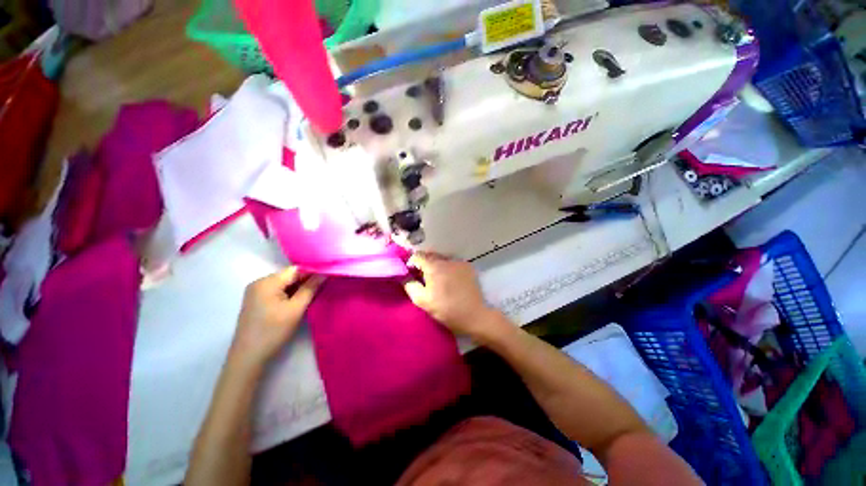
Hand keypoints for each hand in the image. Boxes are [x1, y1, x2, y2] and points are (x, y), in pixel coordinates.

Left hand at [231, 267, 324, 366]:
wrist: (248, 357)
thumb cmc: (273, 331)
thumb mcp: (296, 309)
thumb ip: (310, 289)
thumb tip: (324, 273)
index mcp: (267, 282)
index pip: (295, 270)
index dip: (313, 272)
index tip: (328, 276)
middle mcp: (259, 282)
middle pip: (289, 276)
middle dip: (306, 281)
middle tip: (323, 286)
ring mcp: (256, 292)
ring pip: (284, 284)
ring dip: (299, 288)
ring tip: (314, 294)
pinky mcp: (257, 301)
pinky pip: (278, 291)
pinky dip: (290, 294)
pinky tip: (299, 301)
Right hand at [403, 253, 499, 336]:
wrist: (474, 315)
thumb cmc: (445, 309)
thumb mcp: (422, 300)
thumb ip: (410, 285)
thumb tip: (404, 274)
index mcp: (434, 266)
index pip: (417, 256)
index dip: (412, 263)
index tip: (412, 273)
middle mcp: (446, 260)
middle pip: (430, 255)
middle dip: (424, 264)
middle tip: (424, 278)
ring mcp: (459, 262)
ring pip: (442, 259)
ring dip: (437, 266)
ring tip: (438, 280)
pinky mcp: (468, 267)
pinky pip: (453, 263)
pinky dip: (448, 268)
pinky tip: (451, 280)